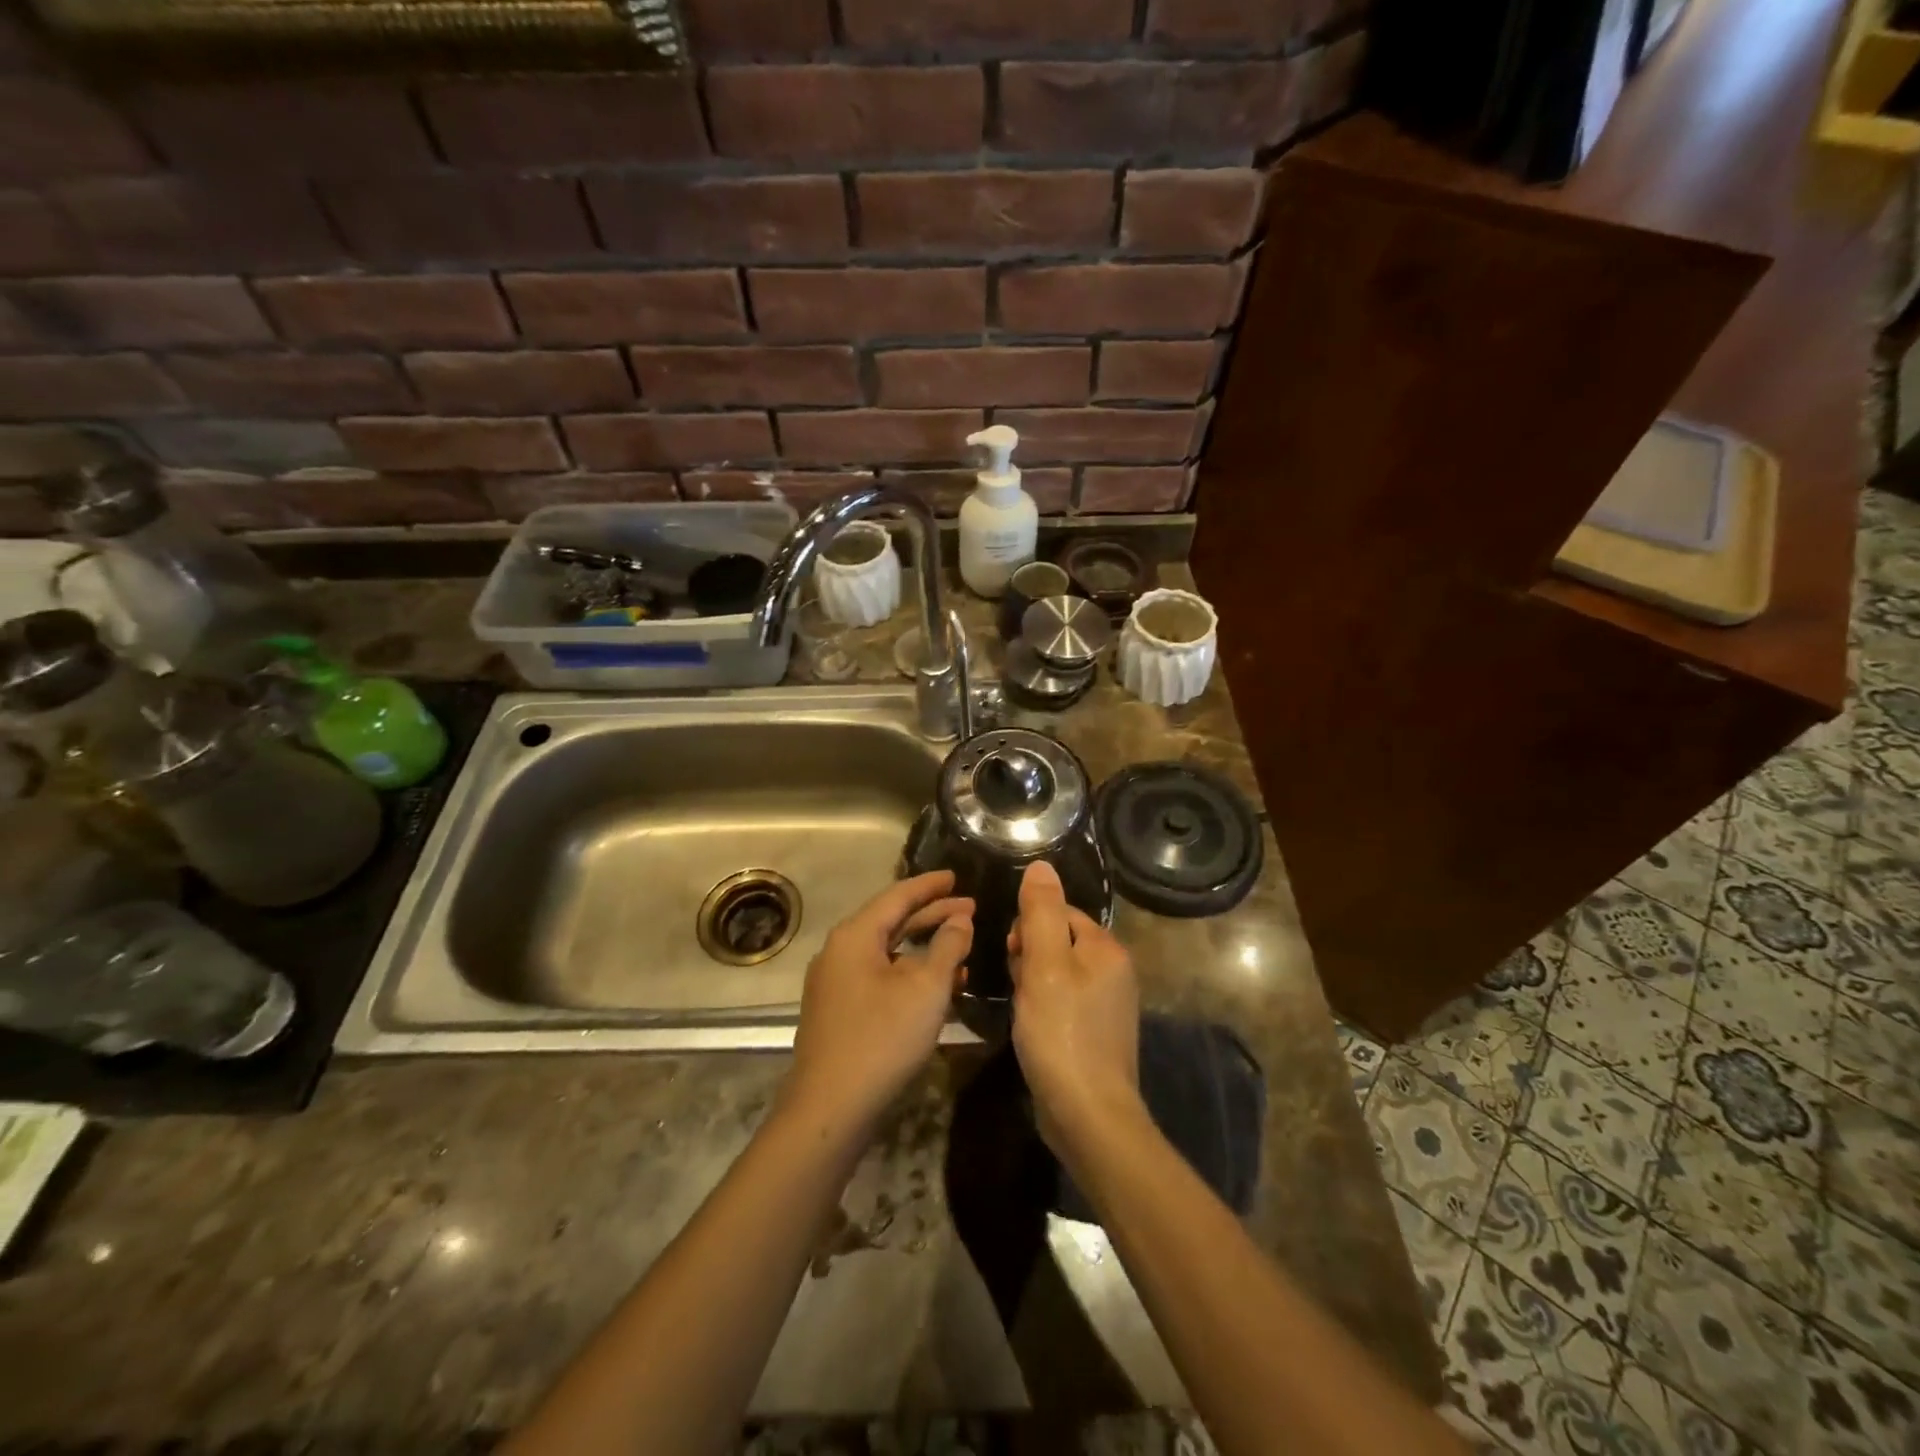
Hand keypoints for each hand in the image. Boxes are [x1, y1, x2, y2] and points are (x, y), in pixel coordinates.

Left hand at [784, 871, 972, 1133]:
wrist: (829, 1110)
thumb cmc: (882, 1038)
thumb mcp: (926, 989)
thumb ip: (948, 947)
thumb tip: (961, 920)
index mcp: (855, 936)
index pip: (897, 895)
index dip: (930, 885)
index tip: (956, 875)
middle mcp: (840, 951)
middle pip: (892, 922)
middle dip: (933, 915)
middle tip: (970, 909)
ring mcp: (836, 983)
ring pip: (888, 953)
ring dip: (926, 949)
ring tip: (963, 947)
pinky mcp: (840, 1011)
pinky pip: (881, 978)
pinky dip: (911, 975)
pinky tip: (939, 988)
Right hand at [1008, 861, 1142, 1159]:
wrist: (1089, 1116)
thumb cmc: (1062, 1033)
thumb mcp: (1044, 965)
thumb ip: (1041, 912)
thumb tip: (1041, 865)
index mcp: (1106, 949)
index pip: (1060, 913)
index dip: (1028, 928)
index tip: (1012, 955)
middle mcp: (1114, 971)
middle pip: (1058, 941)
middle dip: (1029, 956)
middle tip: (1018, 987)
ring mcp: (1108, 1005)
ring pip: (1057, 973)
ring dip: (1032, 984)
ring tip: (1022, 1010)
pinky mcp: (1096, 1033)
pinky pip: (1062, 1002)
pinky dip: (1043, 1008)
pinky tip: (1032, 1029)